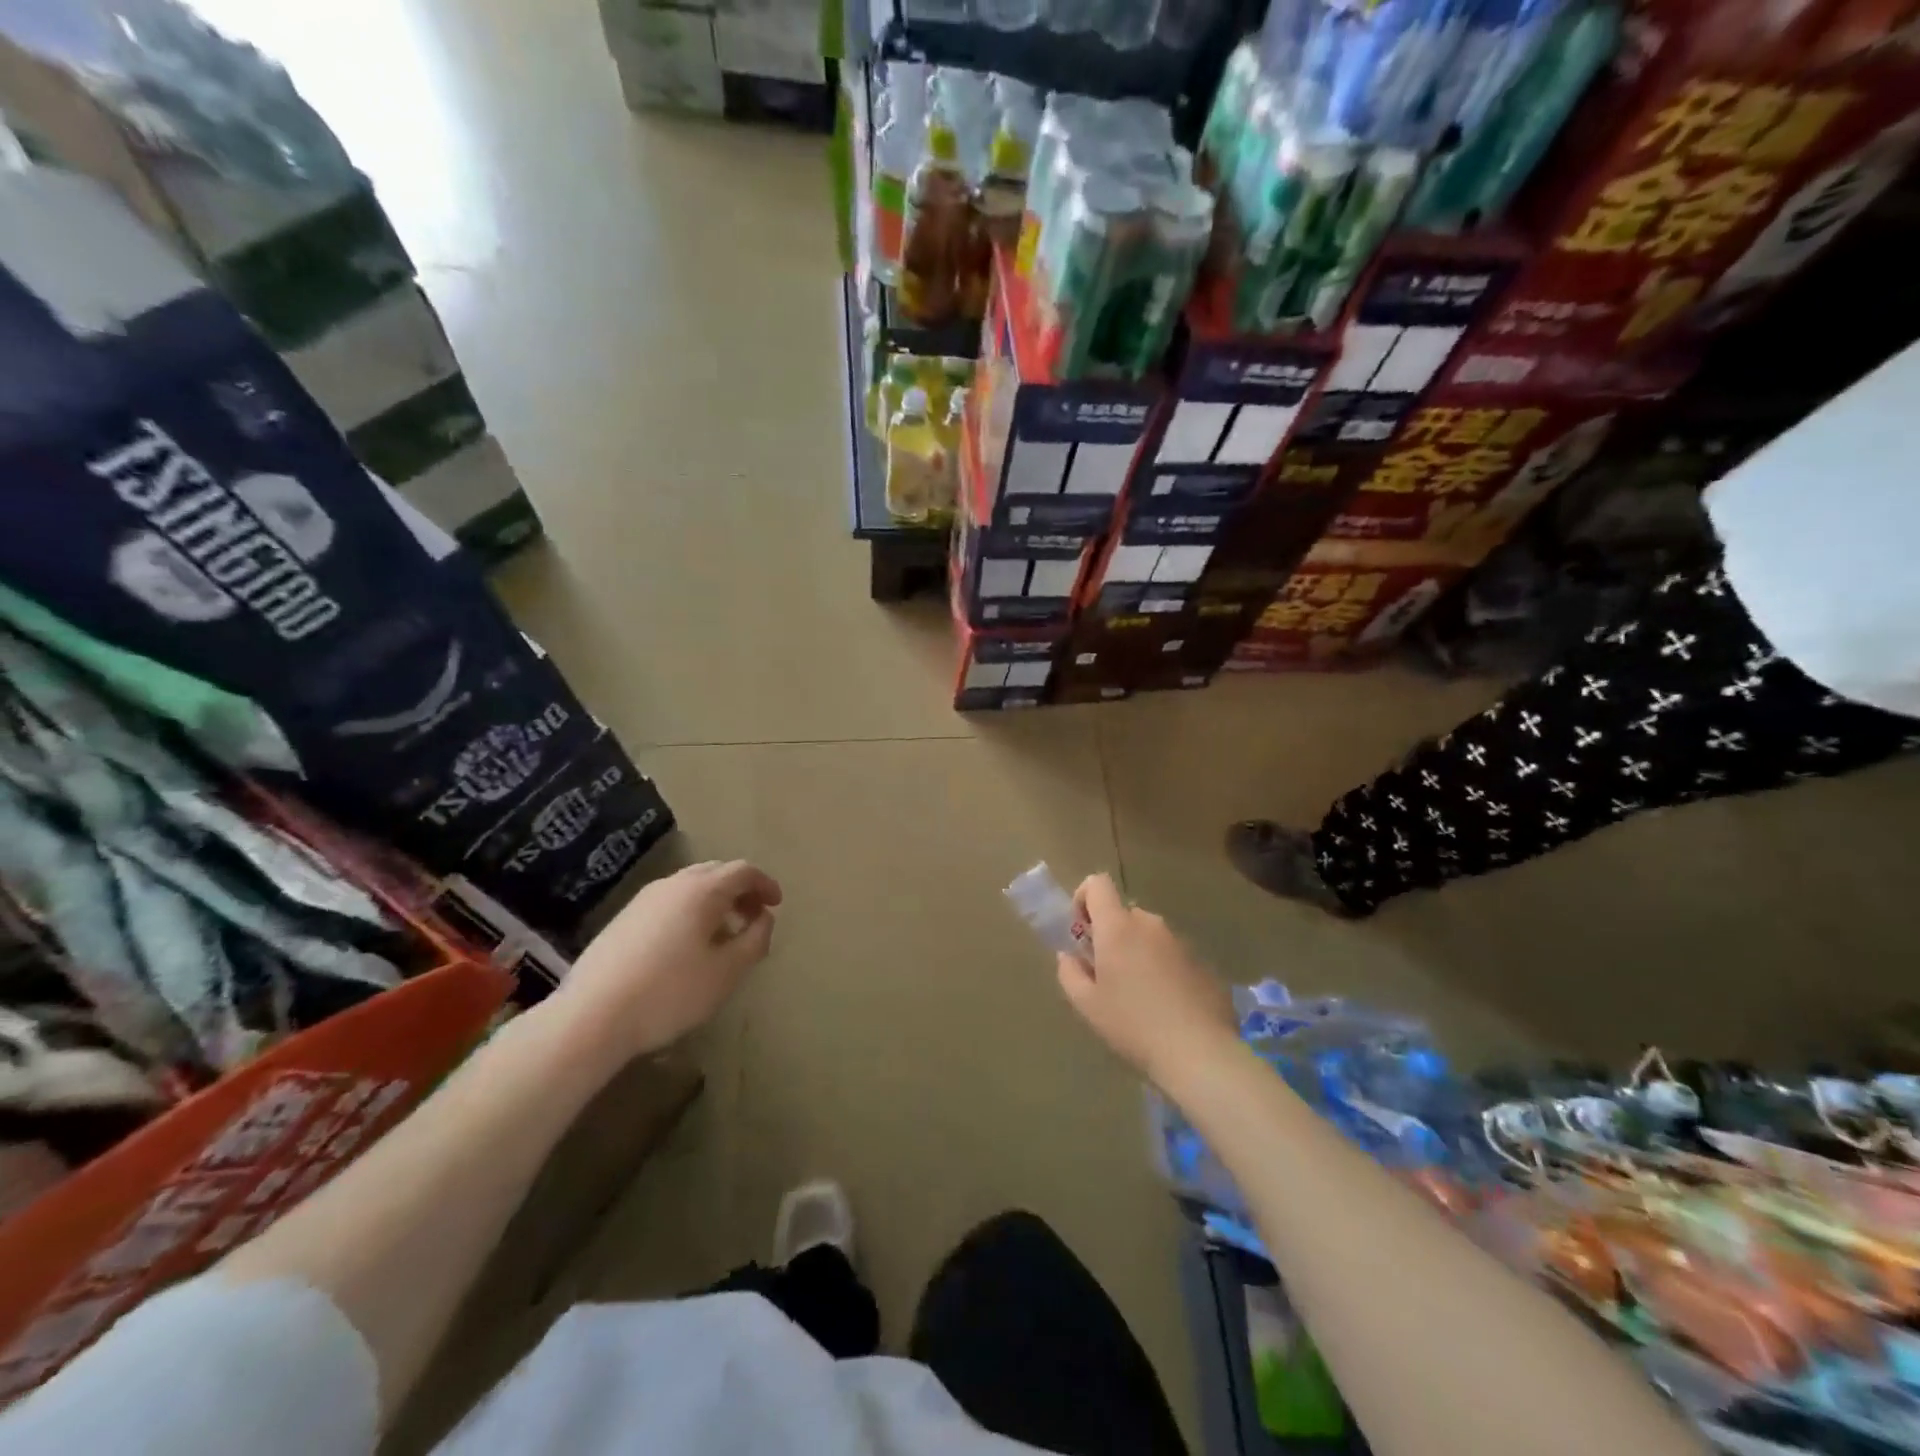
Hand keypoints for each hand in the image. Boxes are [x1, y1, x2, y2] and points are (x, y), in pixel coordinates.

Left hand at [550, 859, 781, 1056]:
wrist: (592, 1017)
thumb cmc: (670, 992)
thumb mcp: (727, 971)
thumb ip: (755, 939)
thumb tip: (764, 918)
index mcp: (702, 890)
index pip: (743, 871)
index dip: (765, 884)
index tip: (777, 905)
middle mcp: (673, 884)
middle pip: (716, 872)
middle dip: (740, 891)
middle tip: (753, 918)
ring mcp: (643, 899)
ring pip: (690, 886)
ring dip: (715, 902)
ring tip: (723, 935)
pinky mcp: (623, 919)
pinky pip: (669, 902)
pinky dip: (691, 911)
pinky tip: (688, 946)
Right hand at [1056, 874, 1235, 1088]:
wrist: (1200, 1052)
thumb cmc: (1133, 1024)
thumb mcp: (1087, 1005)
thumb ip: (1069, 973)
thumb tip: (1068, 956)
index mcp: (1118, 927)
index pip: (1098, 884)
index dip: (1084, 898)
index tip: (1082, 932)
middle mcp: (1150, 924)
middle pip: (1123, 914)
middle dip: (1111, 935)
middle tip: (1107, 975)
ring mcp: (1180, 941)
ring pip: (1149, 935)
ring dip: (1137, 953)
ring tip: (1138, 996)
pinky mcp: (1203, 962)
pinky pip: (1172, 955)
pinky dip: (1162, 969)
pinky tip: (1166, 1007)